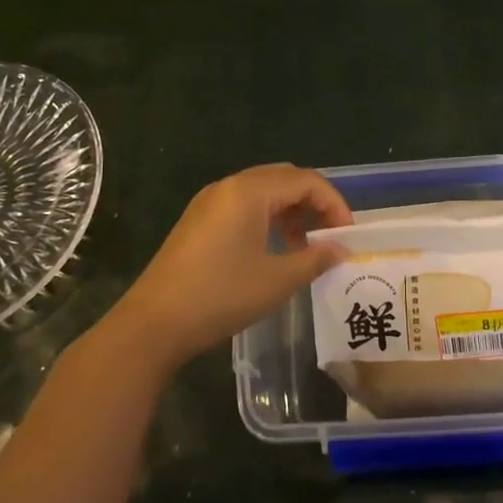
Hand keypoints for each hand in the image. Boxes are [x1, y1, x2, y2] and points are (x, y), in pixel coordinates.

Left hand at [109, 164, 352, 372]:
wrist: (154, 323)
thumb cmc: (221, 296)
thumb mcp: (277, 280)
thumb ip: (315, 259)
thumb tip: (341, 249)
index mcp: (250, 191)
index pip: (306, 181)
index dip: (334, 204)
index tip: (348, 236)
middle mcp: (229, 186)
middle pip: (284, 178)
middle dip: (314, 203)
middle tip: (331, 235)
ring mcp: (209, 202)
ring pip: (263, 191)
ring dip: (290, 211)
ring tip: (304, 246)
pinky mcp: (198, 221)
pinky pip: (243, 206)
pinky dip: (267, 219)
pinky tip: (272, 250)